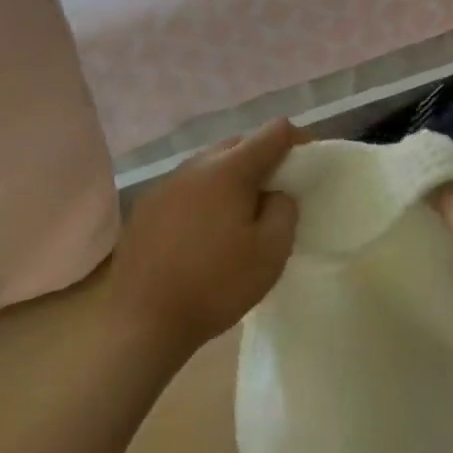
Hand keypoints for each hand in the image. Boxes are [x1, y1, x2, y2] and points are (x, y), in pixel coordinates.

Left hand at [110, 120, 301, 357]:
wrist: (143, 320)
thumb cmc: (216, 284)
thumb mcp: (271, 251)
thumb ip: (284, 210)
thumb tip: (276, 194)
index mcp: (229, 170)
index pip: (274, 132)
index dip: (298, 140)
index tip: (309, 164)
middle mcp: (195, 166)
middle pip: (239, 143)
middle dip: (264, 157)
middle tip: (278, 190)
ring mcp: (166, 184)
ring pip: (210, 164)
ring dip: (232, 175)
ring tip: (242, 210)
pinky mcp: (146, 207)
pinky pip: (187, 186)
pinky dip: (206, 194)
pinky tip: (207, 228)